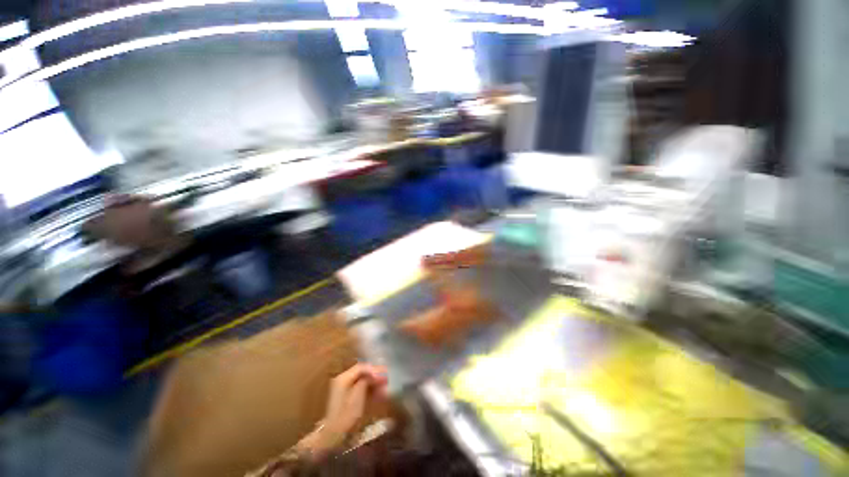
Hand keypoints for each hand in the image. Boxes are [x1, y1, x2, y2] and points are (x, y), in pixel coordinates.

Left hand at [297, 364, 387, 461]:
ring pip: (362, 380)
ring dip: (374, 383)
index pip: (361, 367)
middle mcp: (343, 379)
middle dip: (375, 376)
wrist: (334, 434)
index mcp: (343, 378)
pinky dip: (370, 389)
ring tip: (385, 388)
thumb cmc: (347, 414)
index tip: (385, 374)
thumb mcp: (358, 395)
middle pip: (362, 372)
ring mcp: (344, 388)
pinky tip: (379, 394)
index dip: (374, 369)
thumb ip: (366, 380)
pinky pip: (361, 388)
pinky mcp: (347, 396)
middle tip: (387, 379)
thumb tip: (375, 373)